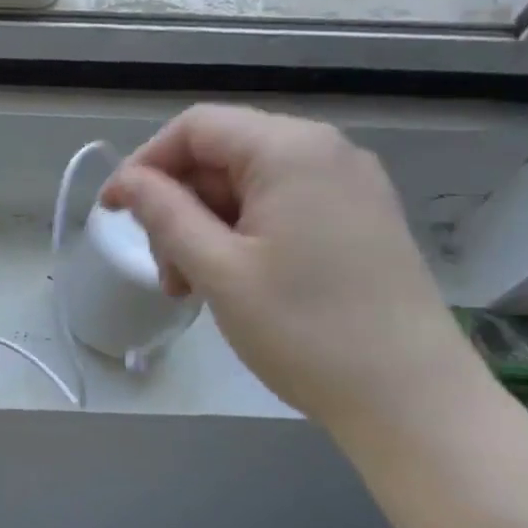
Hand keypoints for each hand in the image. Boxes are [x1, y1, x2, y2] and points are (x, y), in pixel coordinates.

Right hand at [101, 105, 481, 438]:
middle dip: (177, 204)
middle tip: (162, 268)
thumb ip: (164, 213)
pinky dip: (241, 235)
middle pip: (222, 154)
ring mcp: (348, 185)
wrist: (413, 400)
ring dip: (204, 227)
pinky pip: (279, 206)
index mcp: (291, 149)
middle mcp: (325, 152)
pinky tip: (230, 282)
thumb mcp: (217, 269)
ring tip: (190, 287)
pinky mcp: (358, 218)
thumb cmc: (304, 329)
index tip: (114, 212)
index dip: (145, 163)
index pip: (195, 127)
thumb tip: (125, 181)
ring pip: (247, 185)